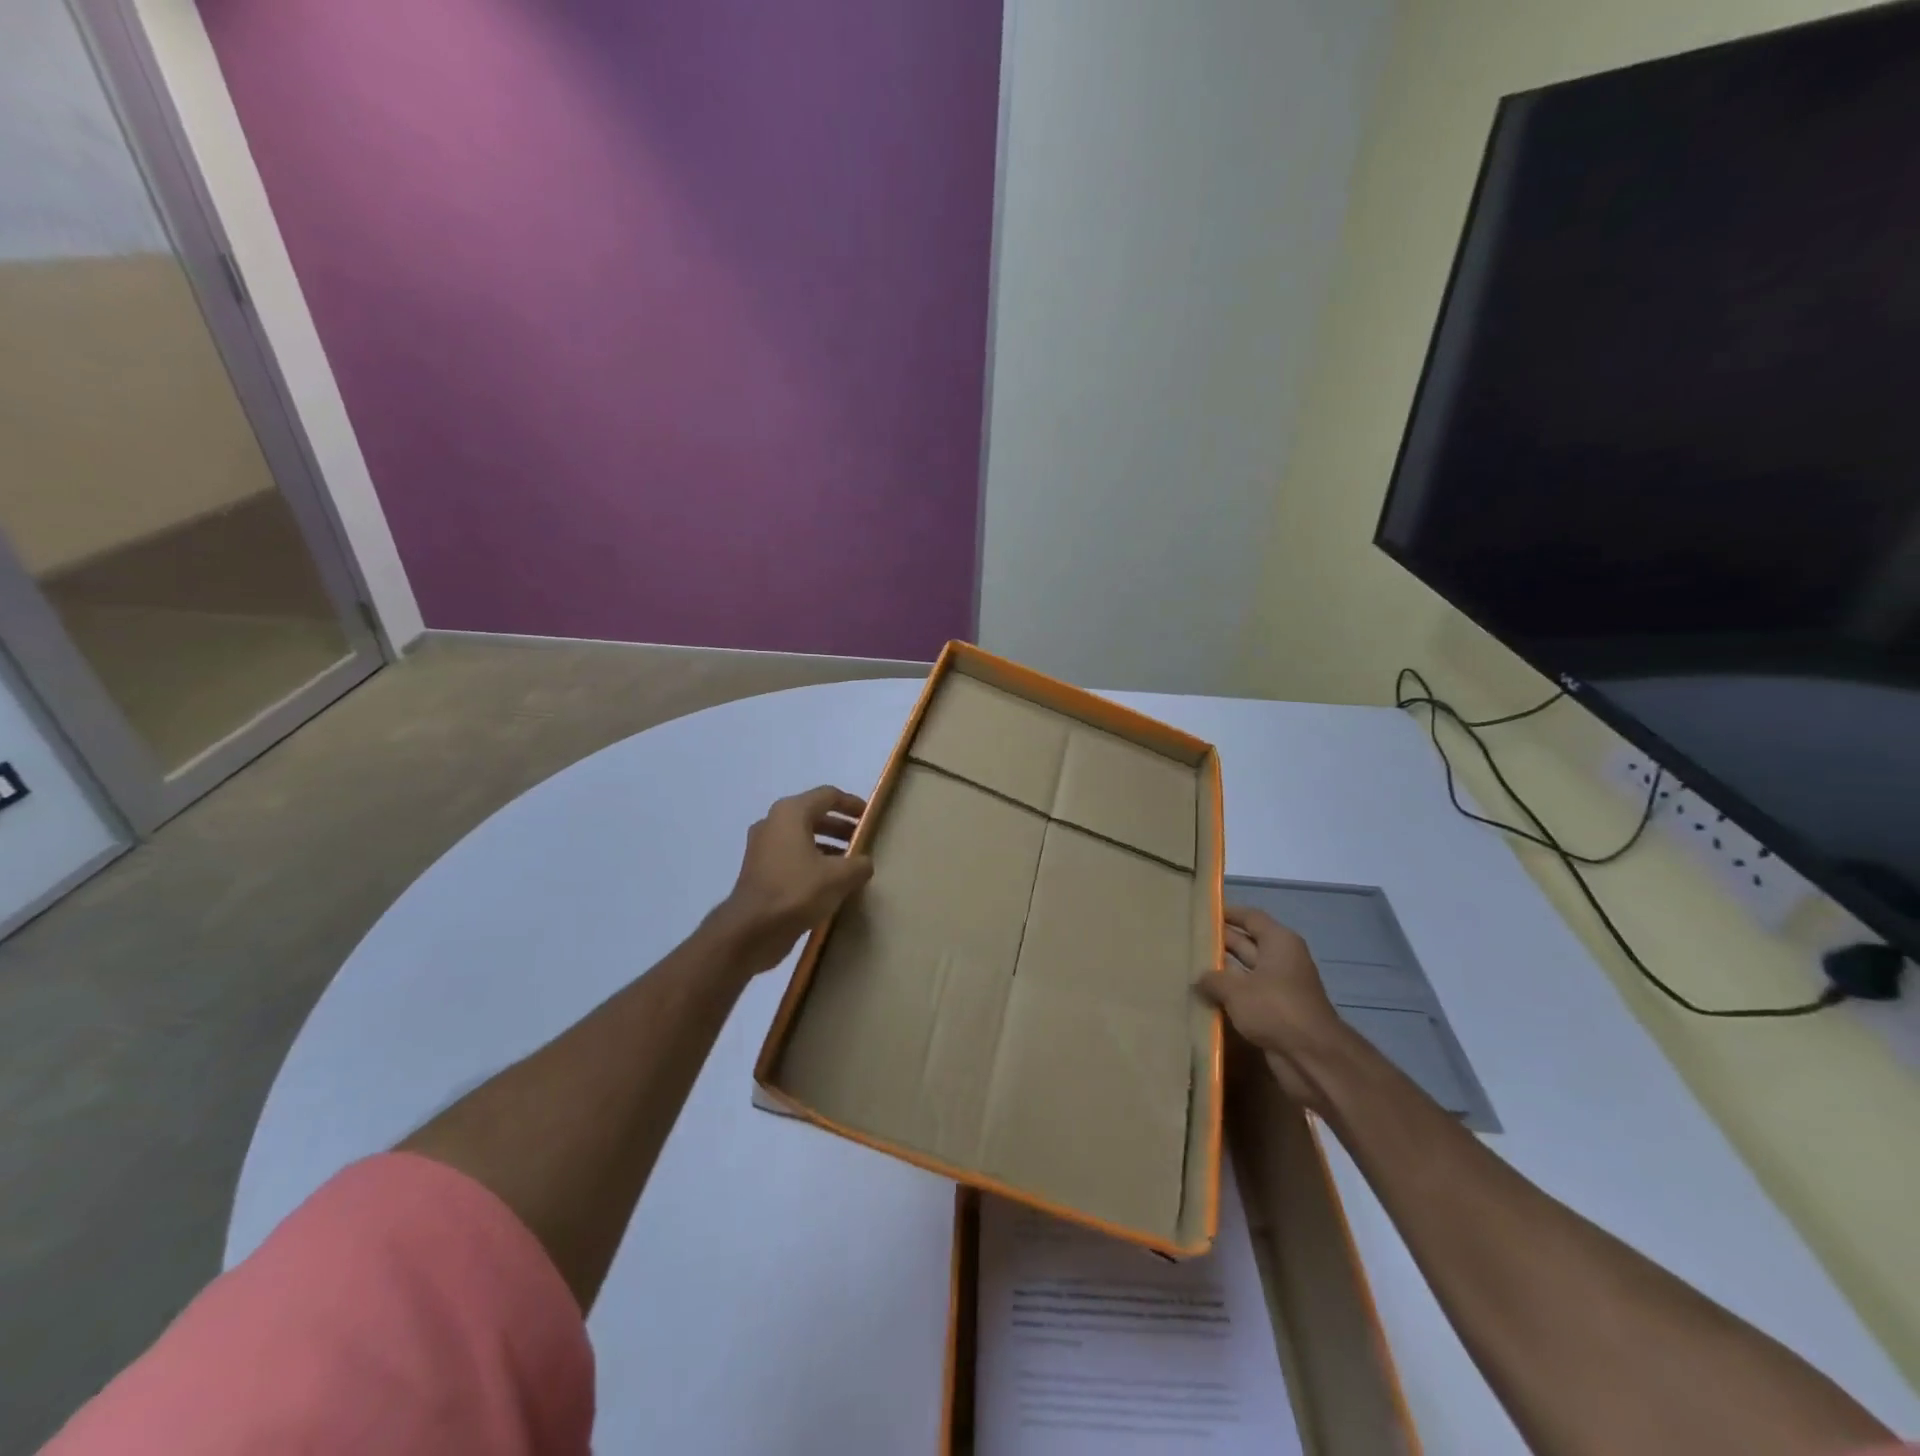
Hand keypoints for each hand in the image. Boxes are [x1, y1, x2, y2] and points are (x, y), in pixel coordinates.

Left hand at [714, 786, 874, 974]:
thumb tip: (864, 863)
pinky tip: (830, 883)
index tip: (871, 818)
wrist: (750, 931)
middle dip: (841, 827)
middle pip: (814, 815)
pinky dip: (812, 862)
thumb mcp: (839, 877)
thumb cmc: (796, 892)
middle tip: (863, 842)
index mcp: (791, 813)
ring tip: (851, 864)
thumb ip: (859, 864)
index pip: (828, 796)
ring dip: (828, 846)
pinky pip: (792, 856)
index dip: (852, 804)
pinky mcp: (759, 870)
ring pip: (802, 837)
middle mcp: (773, 823)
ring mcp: (763, 847)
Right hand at [1195, 906, 1351, 1110]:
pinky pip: (1247, 996)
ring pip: (1244, 972)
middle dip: (1219, 942)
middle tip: (1186, 939)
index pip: (1250, 917)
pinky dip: (1229, 996)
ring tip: (1188, 966)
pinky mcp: (1276, 1013)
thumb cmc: (1276, 1009)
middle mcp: (1281, 960)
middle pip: (1246, 943)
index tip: (1201, 912)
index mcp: (1279, 942)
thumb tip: (1198, 977)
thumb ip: (1213, 979)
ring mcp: (1279, 988)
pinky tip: (1202, 996)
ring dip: (1221, 972)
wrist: (1312, 1058)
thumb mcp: (1236, 989)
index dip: (1227, 913)